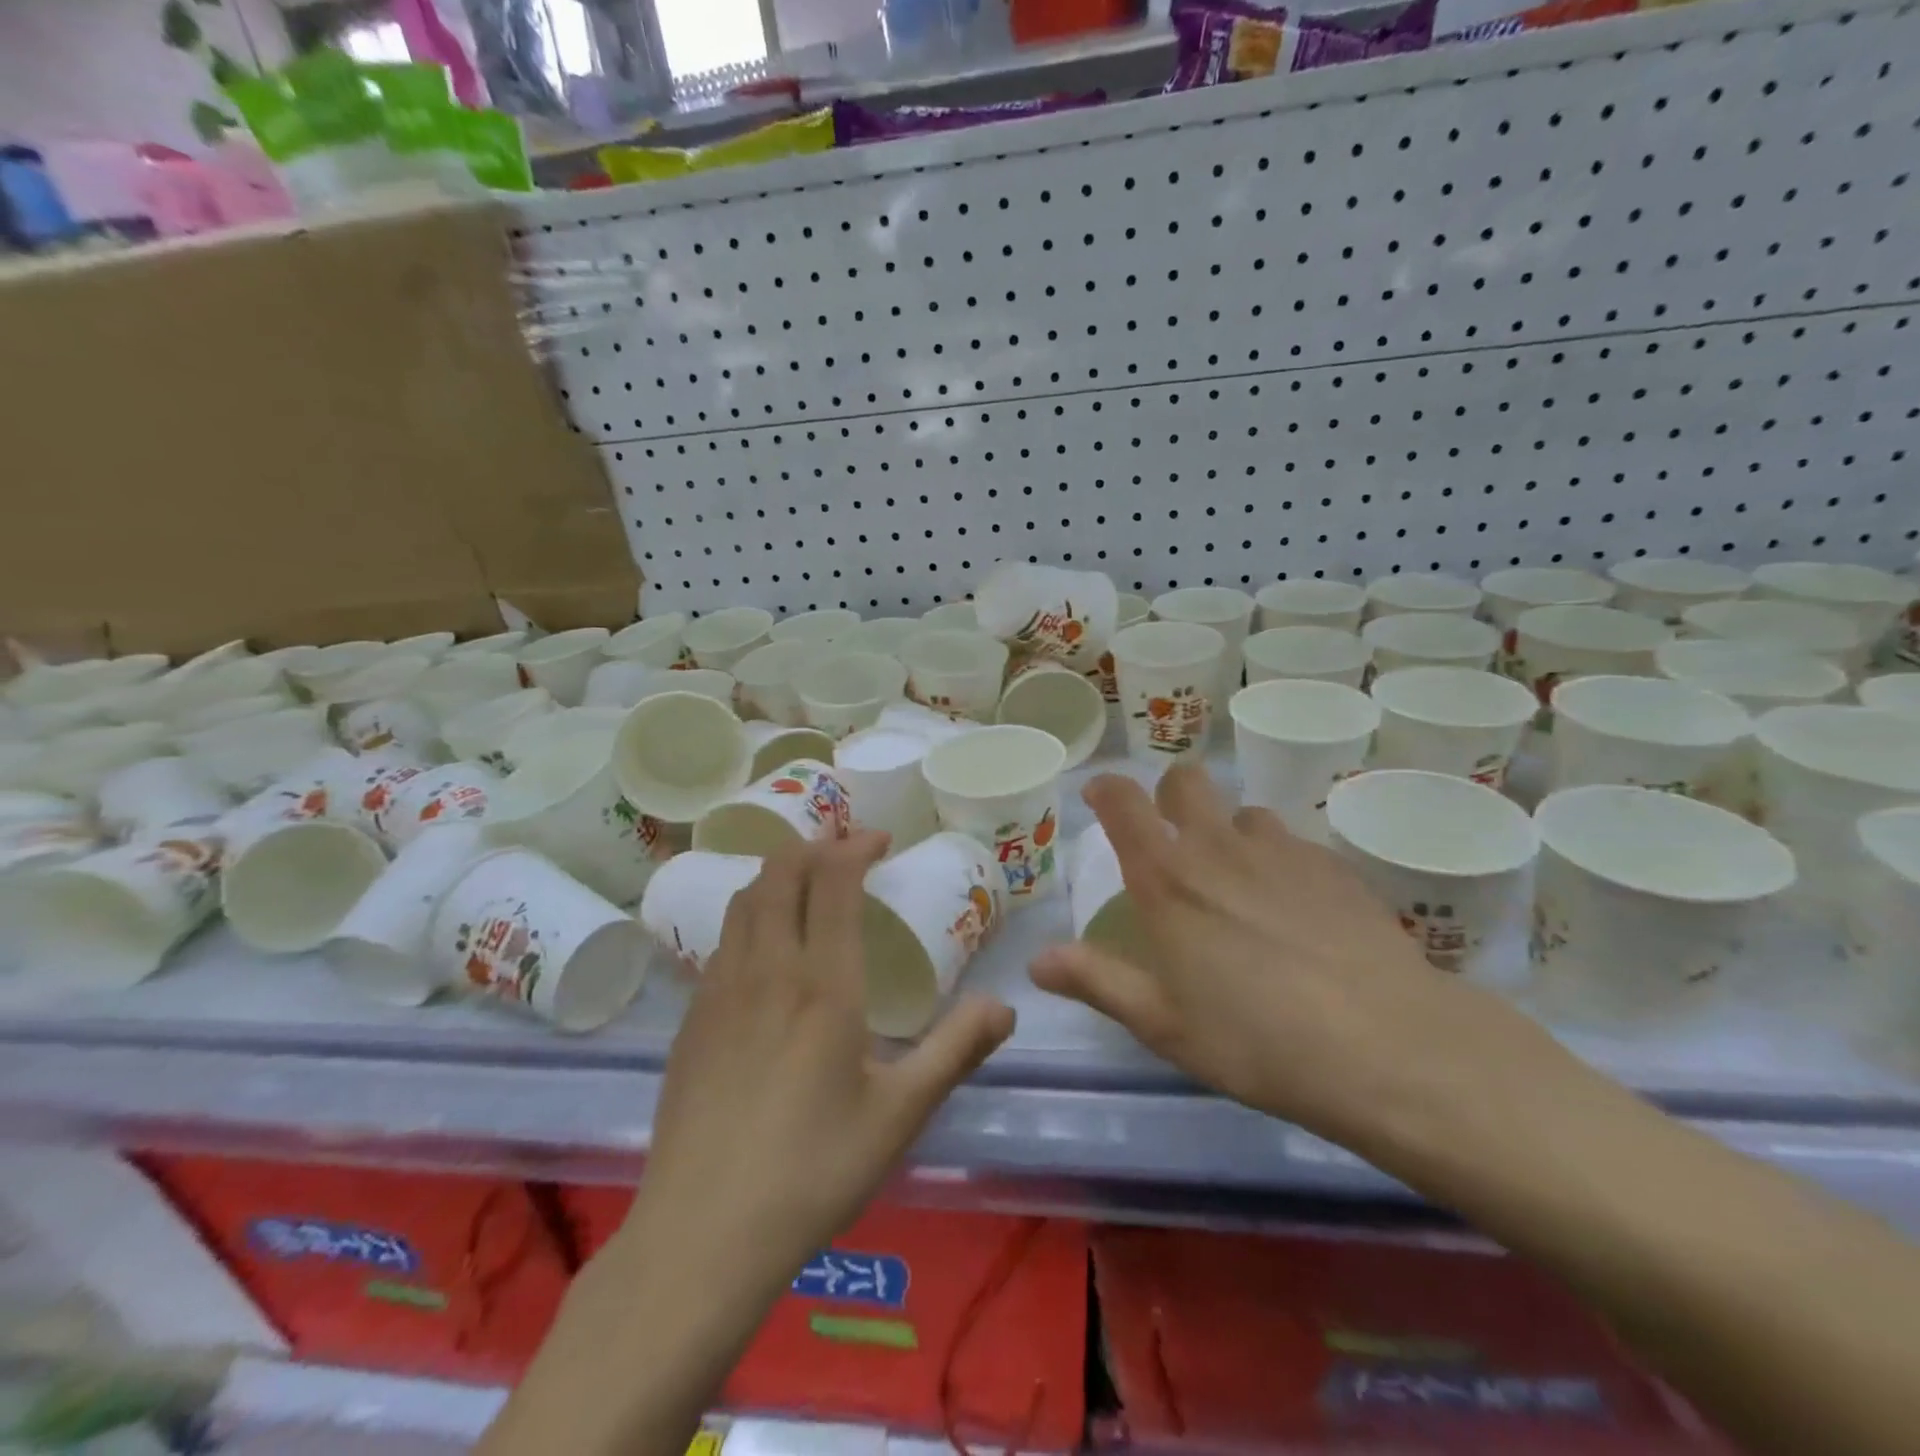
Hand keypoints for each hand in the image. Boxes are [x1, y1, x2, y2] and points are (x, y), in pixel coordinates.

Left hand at [630, 831, 1016, 1277]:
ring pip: (743, 901)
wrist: (701, 1237)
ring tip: (807, 886)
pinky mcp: (691, 1021)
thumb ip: (956, 1050)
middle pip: (779, 873)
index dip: (854, 846)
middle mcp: (766, 970)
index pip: (831, 880)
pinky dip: (751, 916)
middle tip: (847, 852)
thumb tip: (1005, 1005)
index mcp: (822, 983)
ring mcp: (719, 992)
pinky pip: (723, 941)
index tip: (881, 840)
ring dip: (777, 876)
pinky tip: (768, 952)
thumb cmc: (813, 1170)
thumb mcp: (901, 1113)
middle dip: (814, 847)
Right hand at [1031, 765, 1489, 1141]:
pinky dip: (1278, 861)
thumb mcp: (1162, 1023)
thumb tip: (1037, 961)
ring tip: (1238, 883)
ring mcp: (1281, 850)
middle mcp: (1218, 846)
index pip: (1123, 801)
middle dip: (1169, 795)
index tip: (1099, 799)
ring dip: (1228, 833)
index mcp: (1166, 877)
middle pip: (1186, 780)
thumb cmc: (1254, 1038)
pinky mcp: (1333, 866)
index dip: (1105, 789)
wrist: (1384, 1045)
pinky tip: (1296, 910)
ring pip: (1243, 812)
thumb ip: (1097, 981)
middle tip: (1171, 839)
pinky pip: (1292, 844)